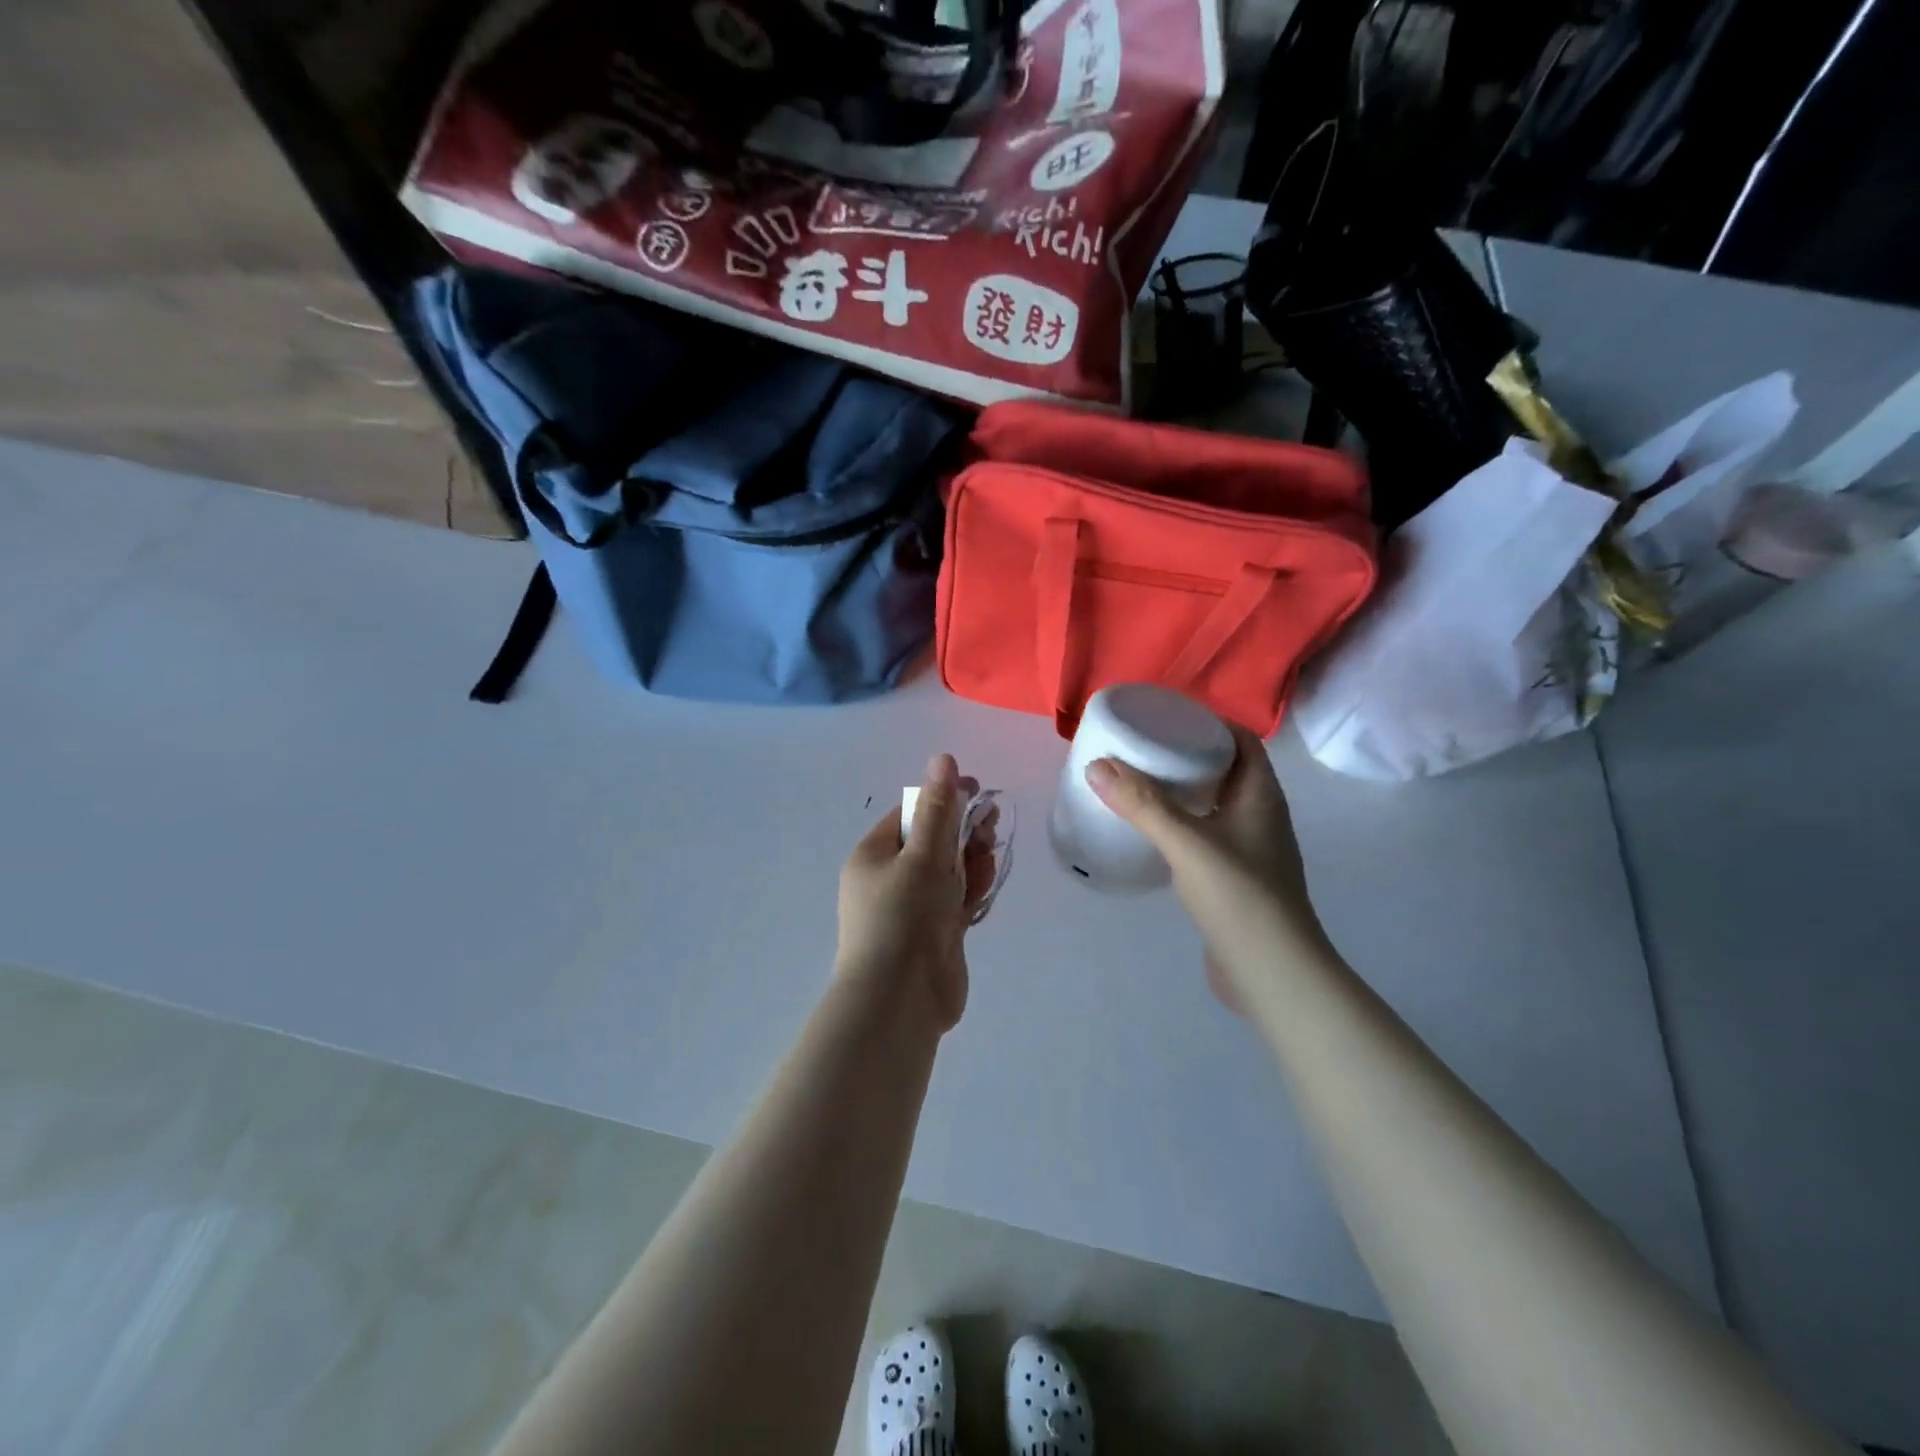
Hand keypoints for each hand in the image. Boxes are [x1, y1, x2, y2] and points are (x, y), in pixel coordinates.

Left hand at [835, 754, 997, 1031]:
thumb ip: (938, 809)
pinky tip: (983, 890)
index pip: (910, 813)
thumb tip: (942, 758)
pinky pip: (955, 900)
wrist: (901, 1001)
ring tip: (987, 859)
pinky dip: (970, 891)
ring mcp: (912, 908)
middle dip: (962, 831)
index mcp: (873, 855)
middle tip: (990, 826)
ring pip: (948, 871)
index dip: (943, 799)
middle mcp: (889, 879)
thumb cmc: (904, 917)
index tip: (977, 793)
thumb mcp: (922, 856)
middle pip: (932, 841)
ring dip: (970, 861)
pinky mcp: (934, 933)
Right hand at [1087, 724, 1330, 1015]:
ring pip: (1215, 805)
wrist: (1272, 974)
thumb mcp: (1187, 843)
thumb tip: (1097, 765)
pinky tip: (1152, 833)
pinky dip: (1181, 825)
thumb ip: (1142, 804)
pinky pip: (1206, 836)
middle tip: (1142, 749)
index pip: (1242, 741)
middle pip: (1226, 770)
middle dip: (1187, 756)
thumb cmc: (1239, 897)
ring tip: (1139, 784)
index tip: (1167, 718)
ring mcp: (1250, 850)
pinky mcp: (1235, 879)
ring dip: (1182, 792)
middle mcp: (1260, 817)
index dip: (1209, 723)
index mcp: (1261, 796)